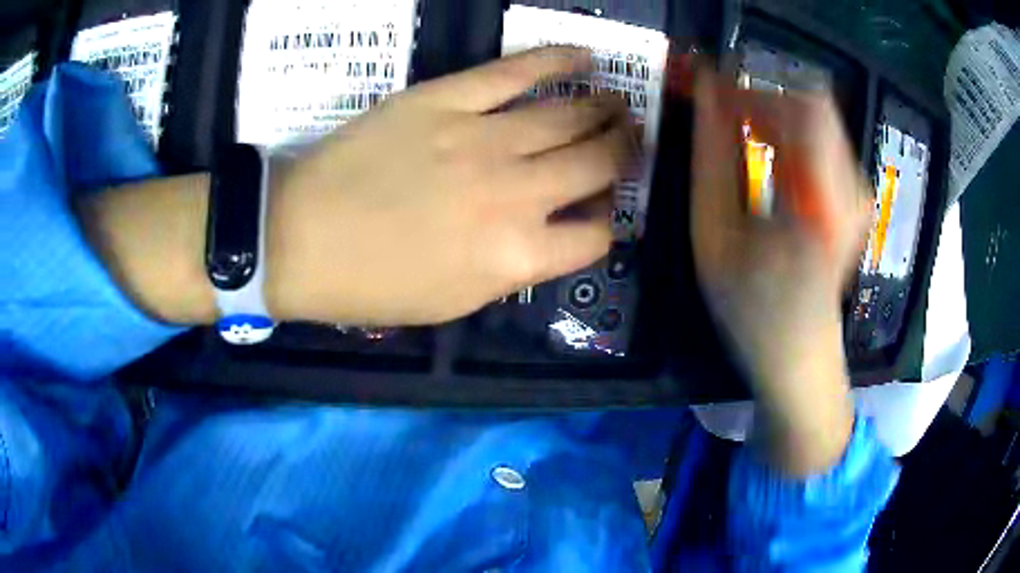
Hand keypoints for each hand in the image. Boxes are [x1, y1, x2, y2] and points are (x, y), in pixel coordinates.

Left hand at [267, 46, 634, 325]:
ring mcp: (483, 139)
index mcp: (516, 257)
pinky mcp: (446, 99)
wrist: (301, 239)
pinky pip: (514, 71)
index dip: (609, 219)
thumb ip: (513, 267)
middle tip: (633, 138)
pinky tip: (583, 56)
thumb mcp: (454, 301)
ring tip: (619, 101)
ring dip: (605, 108)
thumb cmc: (373, 285)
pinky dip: (556, 60)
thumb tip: (552, 231)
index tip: (605, 207)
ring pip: (569, 115)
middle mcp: (516, 195)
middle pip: (598, 165)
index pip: (597, 235)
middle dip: (626, 151)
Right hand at [690, 68, 871, 474]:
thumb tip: (704, 94)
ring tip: (734, 134)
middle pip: (808, 100)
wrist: (801, 358)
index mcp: (820, 202)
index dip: (752, 80)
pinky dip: (787, 132)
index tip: (709, 83)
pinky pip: (820, 138)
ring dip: (770, 112)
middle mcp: (850, 187)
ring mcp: (858, 190)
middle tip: (715, 109)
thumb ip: (710, 158)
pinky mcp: (855, 194)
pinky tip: (764, 157)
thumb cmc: (753, 311)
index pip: (801, 101)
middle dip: (757, 94)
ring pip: (814, 115)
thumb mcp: (714, 238)